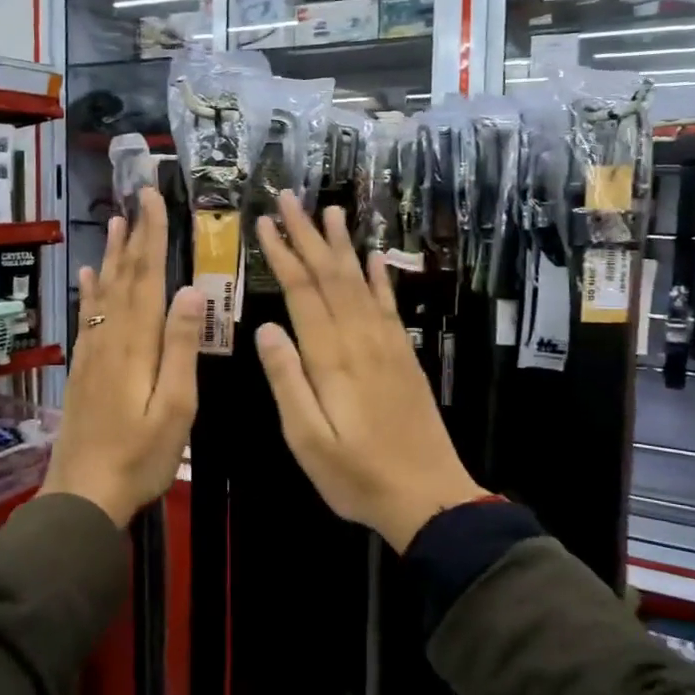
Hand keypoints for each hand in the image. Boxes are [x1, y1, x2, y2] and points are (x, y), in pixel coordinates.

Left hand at [42, 187, 205, 527]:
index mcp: (138, 344)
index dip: (152, 235)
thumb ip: (181, 348)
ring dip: (114, 254)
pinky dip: (92, 291)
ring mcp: (94, 352)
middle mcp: (112, 338)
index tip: (154, 198)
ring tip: (118, 221)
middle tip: (137, 196)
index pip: (147, 277)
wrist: (84, 493)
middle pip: (124, 276)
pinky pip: (89, 317)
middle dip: (134, 234)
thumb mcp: (176, 407)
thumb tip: (189, 290)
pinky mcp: (84, 368)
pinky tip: (91, 275)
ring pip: (105, 291)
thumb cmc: (140, 456)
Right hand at [253, 192, 484, 550]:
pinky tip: (373, 257)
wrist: (428, 497)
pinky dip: (379, 276)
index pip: (302, 292)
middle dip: (308, 234)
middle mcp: (361, 339)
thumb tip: (266, 328)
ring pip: (360, 281)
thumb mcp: (307, 440)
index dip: (283, 255)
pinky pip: (389, 305)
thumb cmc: (357, 475)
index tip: (266, 223)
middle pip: (330, 276)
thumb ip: (287, 381)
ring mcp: (387, 344)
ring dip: (342, 245)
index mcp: (331, 358)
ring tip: (331, 210)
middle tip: (289, 198)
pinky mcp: (404, 355)